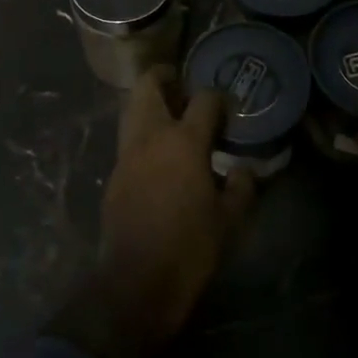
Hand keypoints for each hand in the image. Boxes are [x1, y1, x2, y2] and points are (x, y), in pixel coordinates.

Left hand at [49, 67, 256, 357]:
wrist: (136, 281)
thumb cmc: (190, 247)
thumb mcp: (230, 220)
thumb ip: (242, 187)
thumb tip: (244, 170)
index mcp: (184, 141)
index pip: (204, 100)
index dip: (217, 98)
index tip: (226, 109)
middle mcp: (151, 136)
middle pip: (149, 85)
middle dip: (165, 77)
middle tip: (182, 85)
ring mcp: (127, 153)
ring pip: (131, 107)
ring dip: (149, 101)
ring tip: (169, 114)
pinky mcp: (114, 173)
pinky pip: (127, 137)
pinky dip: (141, 131)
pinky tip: (157, 152)